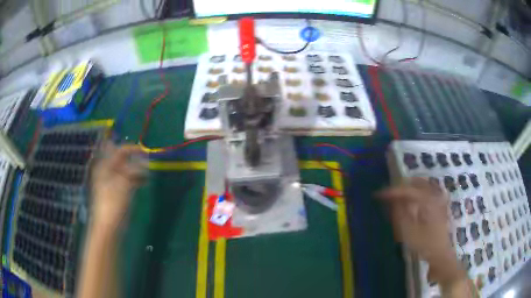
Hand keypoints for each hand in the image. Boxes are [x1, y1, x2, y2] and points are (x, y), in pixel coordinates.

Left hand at [91, 144, 146, 230]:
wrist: (108, 225)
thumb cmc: (114, 202)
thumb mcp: (124, 183)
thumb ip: (133, 169)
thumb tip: (143, 162)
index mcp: (105, 166)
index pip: (119, 151)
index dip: (132, 149)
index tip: (145, 151)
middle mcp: (107, 171)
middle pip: (121, 159)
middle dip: (134, 158)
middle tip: (146, 160)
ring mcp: (111, 182)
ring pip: (125, 170)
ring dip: (136, 169)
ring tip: (147, 171)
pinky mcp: (116, 192)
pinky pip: (126, 180)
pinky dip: (135, 179)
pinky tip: (143, 182)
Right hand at [378, 178, 465, 285]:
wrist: (440, 253)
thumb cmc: (424, 244)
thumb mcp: (409, 232)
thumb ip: (400, 214)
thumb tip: (392, 200)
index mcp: (427, 201)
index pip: (407, 191)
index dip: (392, 192)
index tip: (379, 195)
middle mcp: (434, 196)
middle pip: (416, 184)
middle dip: (402, 187)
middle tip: (389, 195)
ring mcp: (439, 200)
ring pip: (423, 186)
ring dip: (410, 188)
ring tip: (399, 196)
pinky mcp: (440, 205)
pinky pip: (428, 192)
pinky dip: (418, 192)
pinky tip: (412, 201)